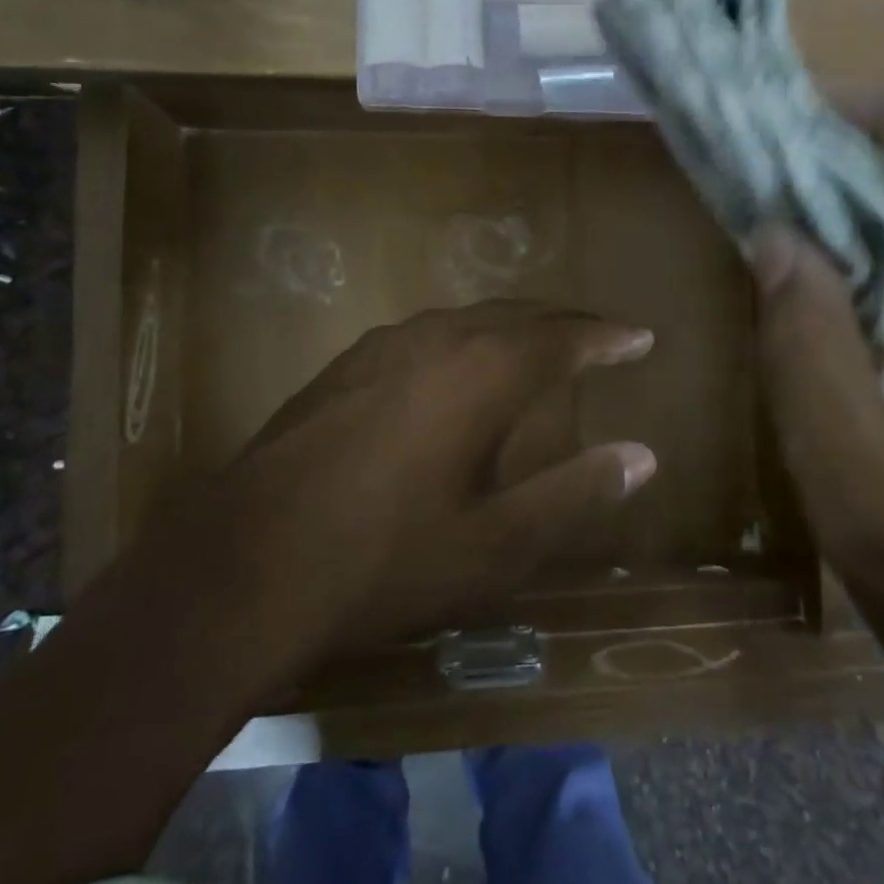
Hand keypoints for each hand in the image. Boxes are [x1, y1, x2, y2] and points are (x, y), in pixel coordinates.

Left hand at [148, 302, 657, 672]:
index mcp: (481, 373)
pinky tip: (454, 365)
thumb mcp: (495, 545)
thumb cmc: (383, 561)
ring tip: (538, 341)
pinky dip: (463, 339)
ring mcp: (380, 349)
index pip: (564, 338)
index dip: (607, 337)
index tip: (642, 336)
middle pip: (516, 315)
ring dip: (511, 326)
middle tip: (600, 334)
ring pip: (465, 319)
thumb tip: (642, 455)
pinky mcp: (341, 368)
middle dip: (564, 322)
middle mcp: (435, 341)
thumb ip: (573, 494)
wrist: (241, 568)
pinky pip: (424, 335)